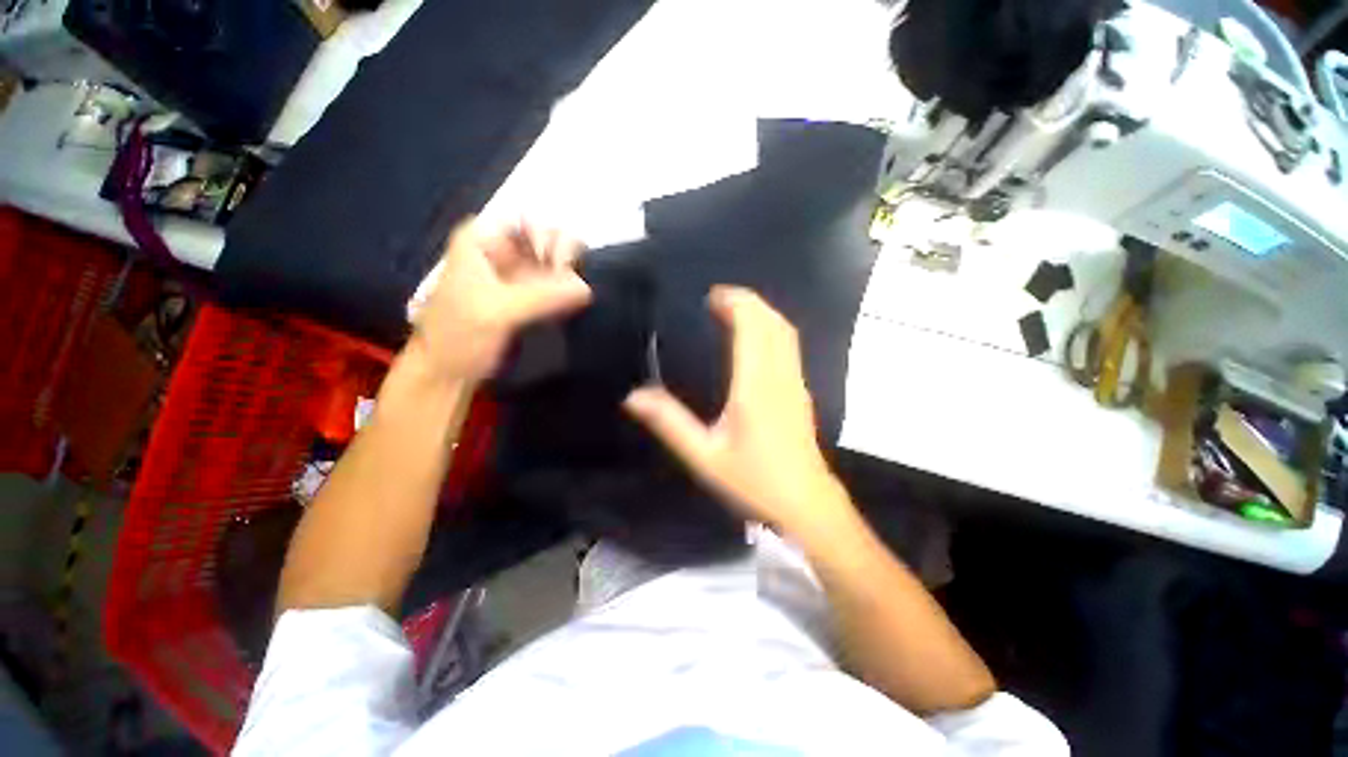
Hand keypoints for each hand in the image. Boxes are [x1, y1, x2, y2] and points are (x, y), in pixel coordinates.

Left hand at [407, 218, 591, 382]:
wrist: (449, 374)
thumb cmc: (460, 336)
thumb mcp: (497, 311)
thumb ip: (542, 296)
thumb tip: (586, 288)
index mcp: (482, 240)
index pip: (525, 220)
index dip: (548, 236)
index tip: (559, 264)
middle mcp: (503, 253)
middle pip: (546, 238)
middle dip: (563, 255)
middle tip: (569, 280)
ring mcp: (519, 277)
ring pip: (555, 262)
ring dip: (570, 274)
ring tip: (576, 294)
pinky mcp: (531, 300)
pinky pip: (557, 286)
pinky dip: (569, 290)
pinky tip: (576, 301)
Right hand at [623, 286, 850, 535]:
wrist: (806, 504)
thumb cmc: (754, 480)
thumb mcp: (704, 456)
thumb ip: (670, 423)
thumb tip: (634, 396)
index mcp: (756, 385)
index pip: (753, 327)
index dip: (737, 303)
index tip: (713, 296)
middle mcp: (780, 376)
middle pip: (773, 322)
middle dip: (748, 302)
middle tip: (718, 299)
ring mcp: (795, 382)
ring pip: (786, 332)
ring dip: (762, 313)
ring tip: (734, 311)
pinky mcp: (801, 392)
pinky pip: (790, 346)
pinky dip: (771, 329)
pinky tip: (755, 339)